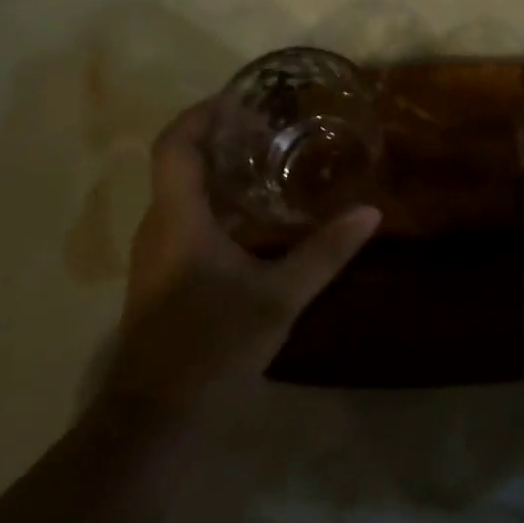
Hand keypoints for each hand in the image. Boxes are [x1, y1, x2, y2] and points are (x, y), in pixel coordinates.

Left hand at [105, 101, 379, 420]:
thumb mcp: (277, 299)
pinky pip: (185, 218)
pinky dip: (215, 201)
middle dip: (218, 136)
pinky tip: (254, 217)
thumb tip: (370, 213)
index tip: (241, 99)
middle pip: (179, 162)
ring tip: (267, 160)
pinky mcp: (161, 276)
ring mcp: (155, 252)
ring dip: (217, 169)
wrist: (153, 423)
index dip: (202, 113)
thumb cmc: (210, 349)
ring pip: (181, 191)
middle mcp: (158, 225)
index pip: (174, 143)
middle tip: (269, 126)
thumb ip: (324, 253)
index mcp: (177, 217)